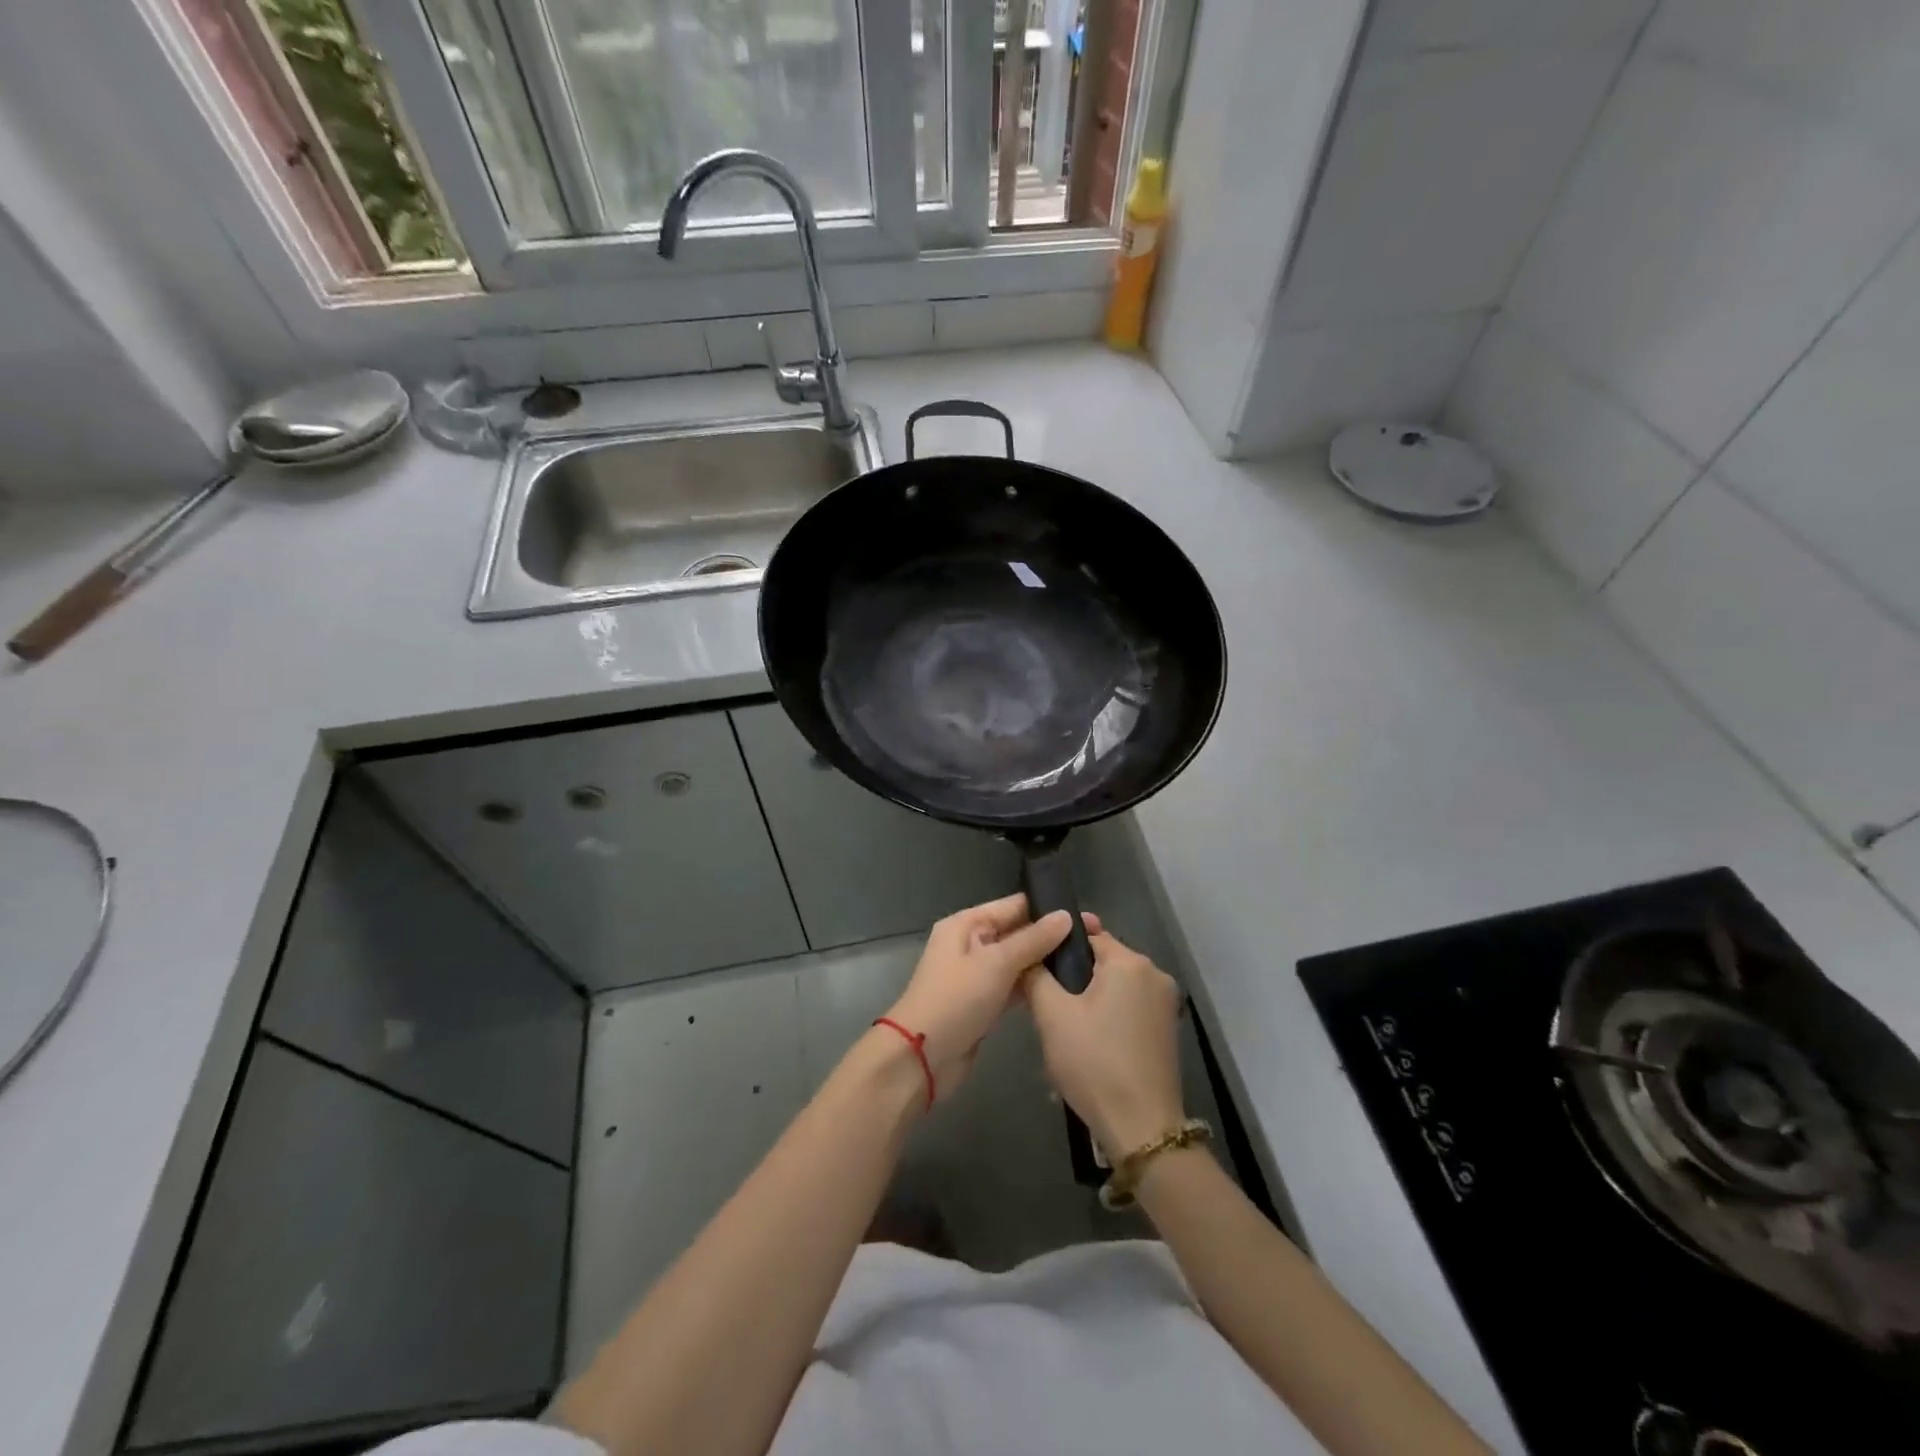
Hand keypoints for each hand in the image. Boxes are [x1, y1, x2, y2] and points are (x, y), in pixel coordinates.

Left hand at [883, 895, 1072, 1101]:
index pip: (1013, 906)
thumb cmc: (955, 1000)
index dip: (1048, 908)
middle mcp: (971, 943)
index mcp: (966, 924)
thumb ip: (1033, 940)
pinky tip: (1063, 987)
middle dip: (1051, 936)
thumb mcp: (996, 964)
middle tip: (1094, 940)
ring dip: (1045, 962)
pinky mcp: (984, 1002)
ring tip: (1087, 962)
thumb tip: (1065, 916)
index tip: (1086, 916)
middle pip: (1017, 932)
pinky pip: (1014, 986)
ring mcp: (977, 974)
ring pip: (1017, 961)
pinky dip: (1033, 985)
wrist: (921, 1057)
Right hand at [1024, 925, 1185, 1158]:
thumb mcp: (1052, 1016)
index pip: (1090, 935)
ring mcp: (1166, 1004)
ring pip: (1117, 985)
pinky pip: (1130, 1006)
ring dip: (1092, 995)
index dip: (1060, 945)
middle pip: (1105, 960)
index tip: (1037, 959)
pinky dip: (1110, 1013)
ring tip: (1062, 1020)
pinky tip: (1089, 1038)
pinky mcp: (1168, 1030)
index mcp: (1130, 962)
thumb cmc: (1094, 1062)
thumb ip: (1036, 976)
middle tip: (1045, 996)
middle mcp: (1155, 974)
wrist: (1141, 1127)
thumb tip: (1028, 955)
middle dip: (1076, 973)